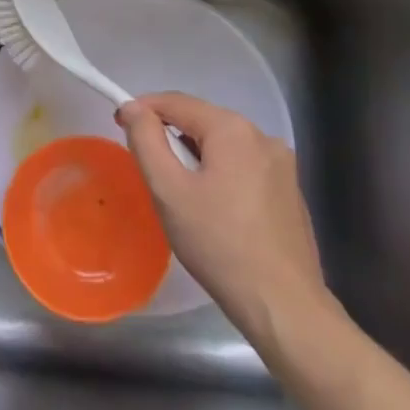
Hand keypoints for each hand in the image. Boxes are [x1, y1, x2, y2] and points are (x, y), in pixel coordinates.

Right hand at [116, 92, 335, 348]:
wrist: (284, 307)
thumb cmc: (219, 244)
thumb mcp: (169, 190)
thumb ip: (146, 140)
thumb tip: (132, 107)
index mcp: (232, 129)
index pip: (176, 102)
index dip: (142, 109)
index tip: (119, 126)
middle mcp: (262, 136)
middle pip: (201, 121)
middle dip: (170, 136)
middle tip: (149, 169)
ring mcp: (282, 164)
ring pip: (223, 145)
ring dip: (195, 157)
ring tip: (179, 194)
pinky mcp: (290, 191)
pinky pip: (244, 166)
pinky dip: (221, 174)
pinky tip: (214, 210)